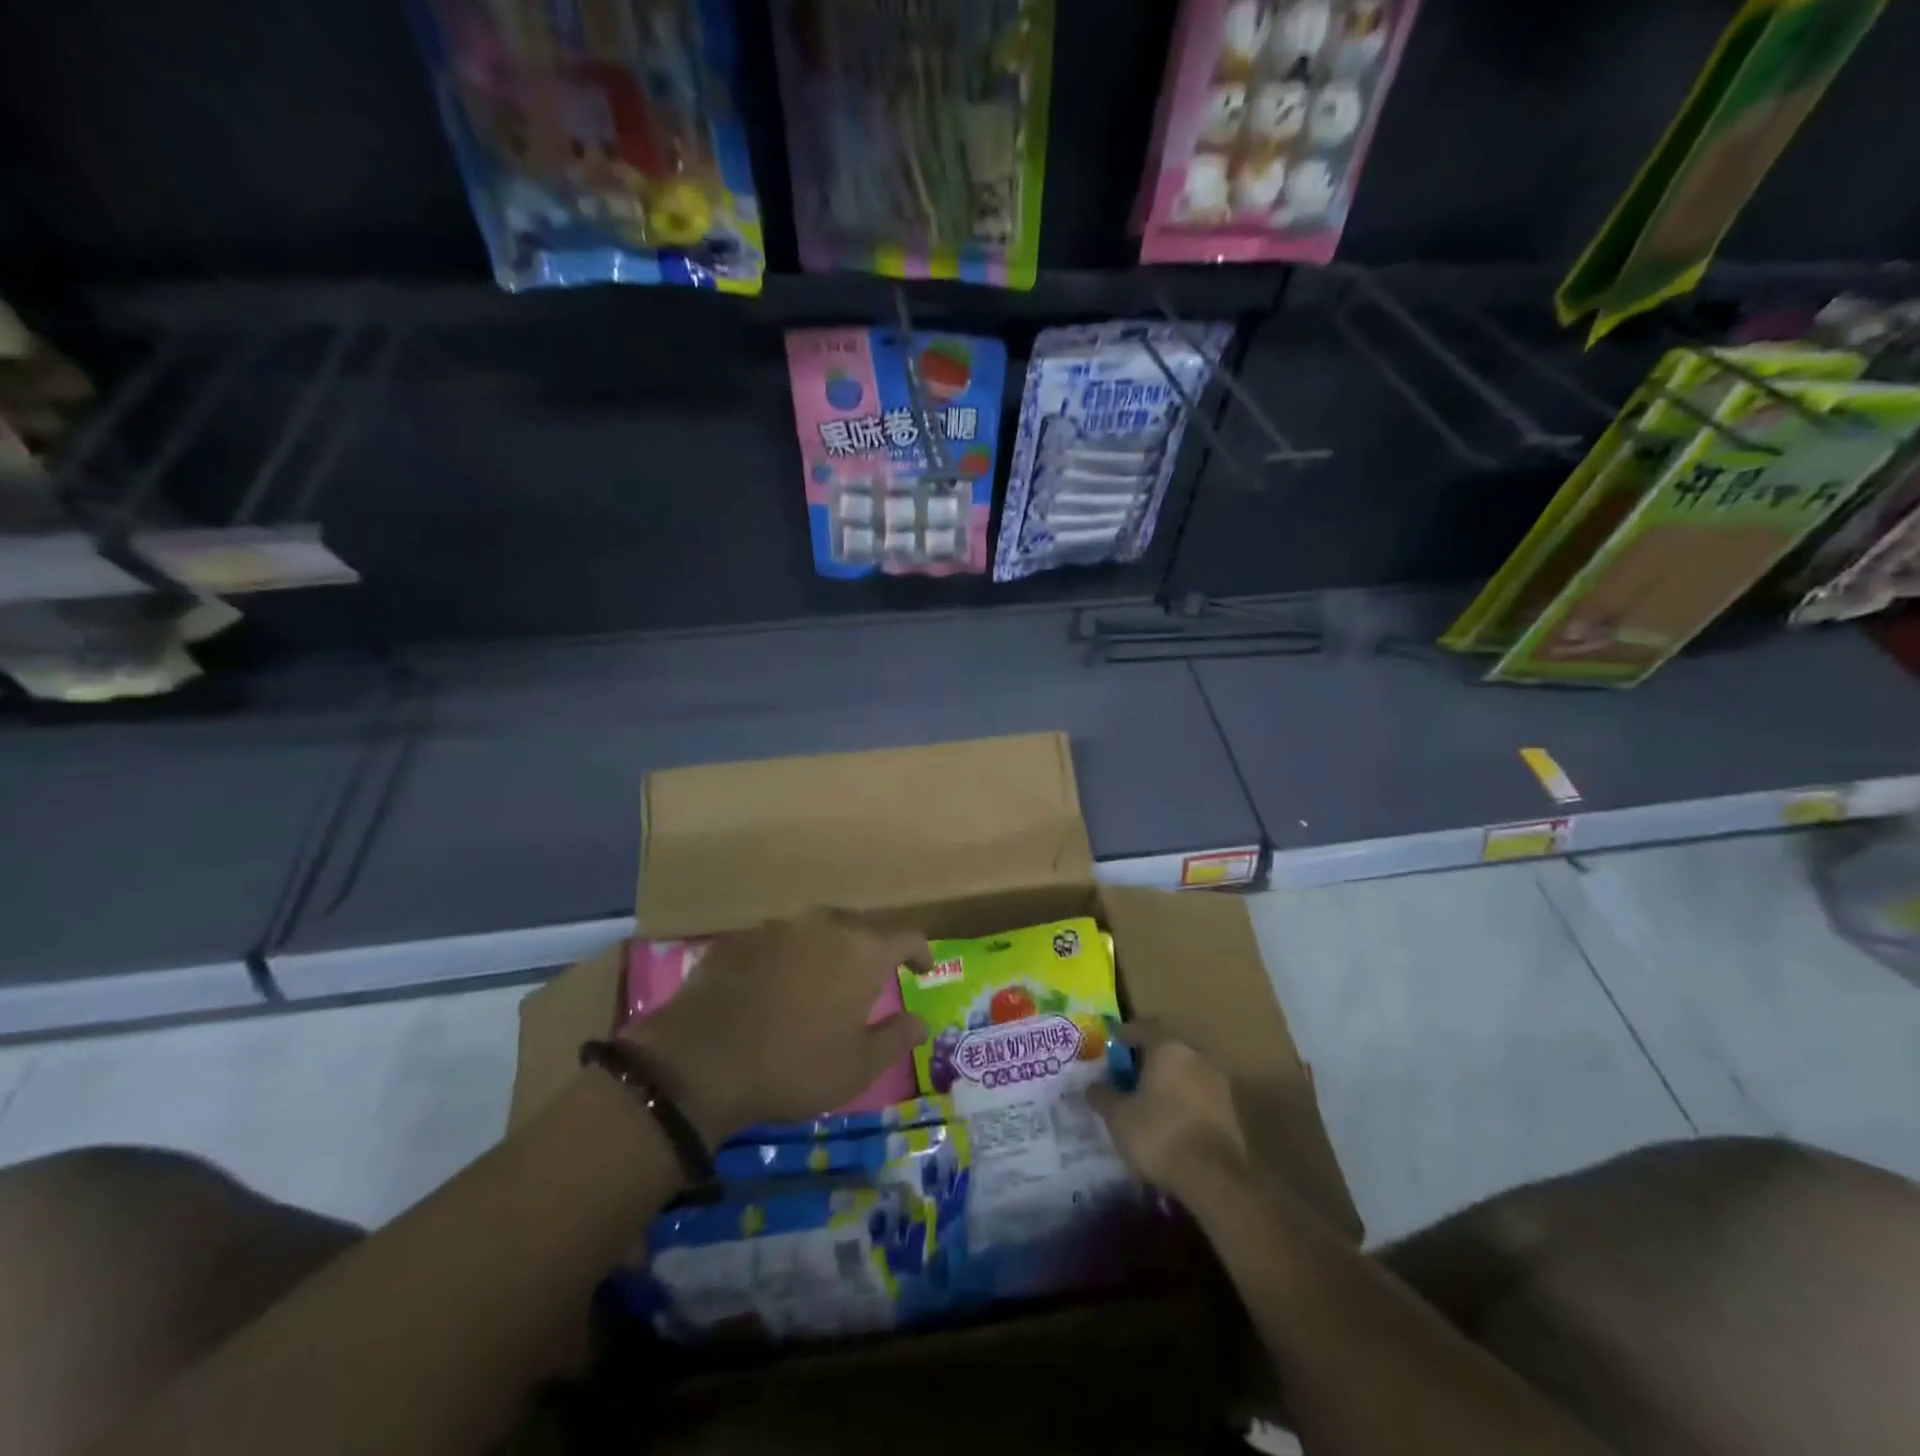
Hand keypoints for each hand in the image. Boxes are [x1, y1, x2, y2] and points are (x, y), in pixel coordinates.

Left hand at [621, 910, 928, 1143]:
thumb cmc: (793, 1066)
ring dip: (827, 951)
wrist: (700, 1062)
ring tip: (822, 981)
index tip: (923, 967)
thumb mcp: (857, 1067)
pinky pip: (778, 942)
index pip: (906, 936)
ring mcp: (778, 927)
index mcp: (861, 951)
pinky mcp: (740, 938)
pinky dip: (788, 959)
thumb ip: (896, 1038)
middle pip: (861, 928)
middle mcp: (824, 926)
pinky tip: (776, 987)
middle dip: (872, 950)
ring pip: (817, 931)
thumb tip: (921, 1022)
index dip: (920, 951)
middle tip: (871, 978)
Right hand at [1087, 1022, 1246, 1199]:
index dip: (1124, 1034)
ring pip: (1184, 1071)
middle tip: (1127, 1075)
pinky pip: (1198, 1093)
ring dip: (1167, 1080)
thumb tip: (1093, 1085)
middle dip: (1146, 1058)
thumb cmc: (1158, 1134)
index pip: (1143, 1027)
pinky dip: (1182, 1099)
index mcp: (1168, 1048)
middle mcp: (1196, 1056)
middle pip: (1166, 1048)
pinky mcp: (1230, 1110)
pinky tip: (1170, 1119)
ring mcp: (1217, 1082)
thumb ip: (1103, 1095)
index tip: (1111, 1046)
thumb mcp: (1118, 1116)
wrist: (1213, 1178)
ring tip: (1148, 1100)